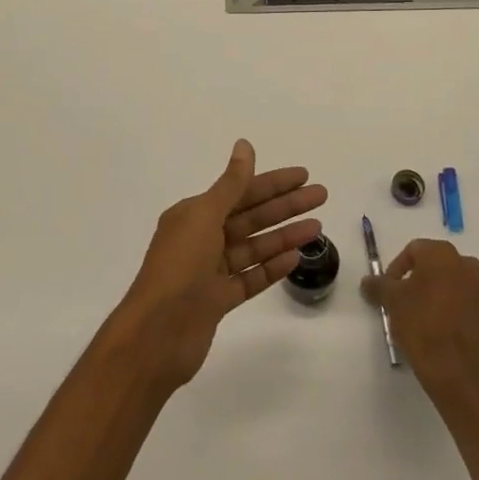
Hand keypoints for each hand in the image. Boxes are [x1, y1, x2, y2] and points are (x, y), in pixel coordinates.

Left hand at [106, 140, 326, 389]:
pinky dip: (272, 267)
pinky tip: (296, 258)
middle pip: (251, 217)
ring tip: (318, 227)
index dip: (273, 183)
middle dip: (286, 205)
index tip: (304, 175)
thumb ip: (231, 184)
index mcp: (193, 214)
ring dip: (284, 235)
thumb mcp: (204, 216)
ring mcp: (210, 272)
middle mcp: (201, 238)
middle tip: (322, 195)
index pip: (240, 191)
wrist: (156, 333)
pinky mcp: (218, 301)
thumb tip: (244, 145)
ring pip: (254, 247)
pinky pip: (251, 278)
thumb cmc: (179, 266)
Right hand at [362, 239, 478, 402]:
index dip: (399, 268)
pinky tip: (455, 336)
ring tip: (433, 322)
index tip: (390, 289)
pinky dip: (468, 319)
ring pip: (464, 289)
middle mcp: (470, 268)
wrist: (457, 372)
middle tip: (411, 303)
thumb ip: (378, 285)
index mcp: (443, 255)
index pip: (415, 250)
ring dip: (450, 298)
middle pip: (442, 267)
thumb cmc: (420, 325)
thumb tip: (368, 281)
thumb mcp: (391, 301)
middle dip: (426, 281)